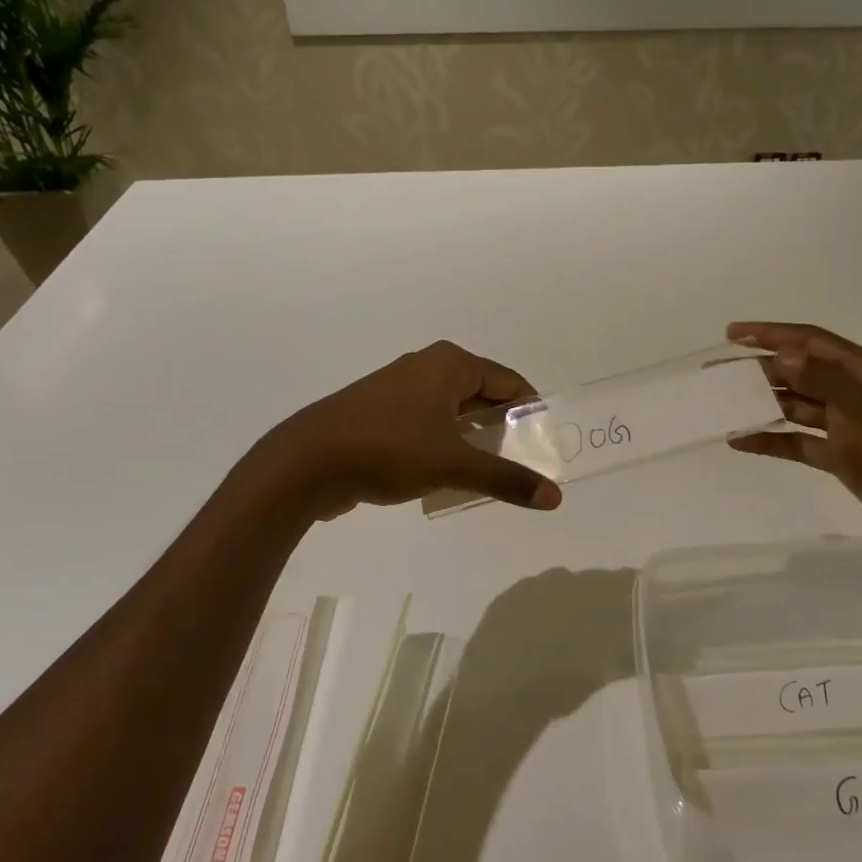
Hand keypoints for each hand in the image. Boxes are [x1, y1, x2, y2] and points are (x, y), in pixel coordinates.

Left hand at [251, 340, 562, 520]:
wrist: (307, 463)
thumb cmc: (388, 449)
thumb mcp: (454, 465)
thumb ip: (506, 479)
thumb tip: (554, 497)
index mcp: (450, 364)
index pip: (510, 382)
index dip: (531, 413)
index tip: (543, 447)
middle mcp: (428, 367)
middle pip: (483, 395)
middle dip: (503, 429)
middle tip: (521, 465)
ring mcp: (401, 389)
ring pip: (454, 412)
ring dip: (473, 440)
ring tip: (489, 475)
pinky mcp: (381, 413)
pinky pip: (429, 424)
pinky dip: (445, 445)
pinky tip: (447, 477)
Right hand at [726, 322, 861, 573]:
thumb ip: (833, 386)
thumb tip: (784, 355)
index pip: (813, 342)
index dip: (772, 334)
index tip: (732, 333)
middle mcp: (855, 395)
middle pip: (798, 373)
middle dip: (757, 369)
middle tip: (715, 373)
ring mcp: (849, 429)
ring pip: (795, 408)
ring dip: (760, 404)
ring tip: (720, 404)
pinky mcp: (844, 460)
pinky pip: (798, 444)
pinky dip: (771, 441)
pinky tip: (741, 441)